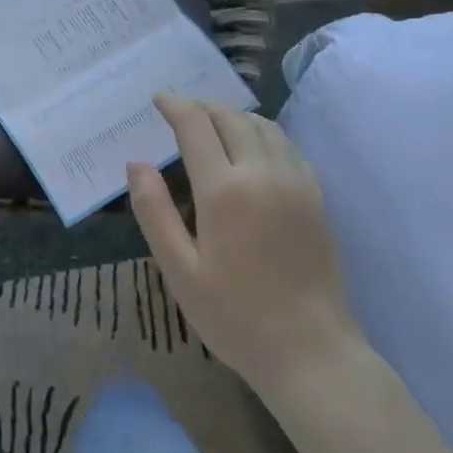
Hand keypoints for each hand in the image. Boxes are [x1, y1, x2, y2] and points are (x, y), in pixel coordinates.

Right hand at [128, 95, 357, 390]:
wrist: (311, 352)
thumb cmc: (235, 315)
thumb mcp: (179, 270)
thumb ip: (154, 211)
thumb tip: (137, 163)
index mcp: (224, 190)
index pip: (196, 126)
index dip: (175, 106)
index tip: (158, 100)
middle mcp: (263, 174)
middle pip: (232, 118)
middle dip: (203, 107)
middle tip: (181, 112)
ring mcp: (296, 183)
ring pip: (264, 127)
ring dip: (234, 116)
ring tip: (213, 124)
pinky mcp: (316, 198)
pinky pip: (287, 146)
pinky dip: (263, 134)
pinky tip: (253, 149)